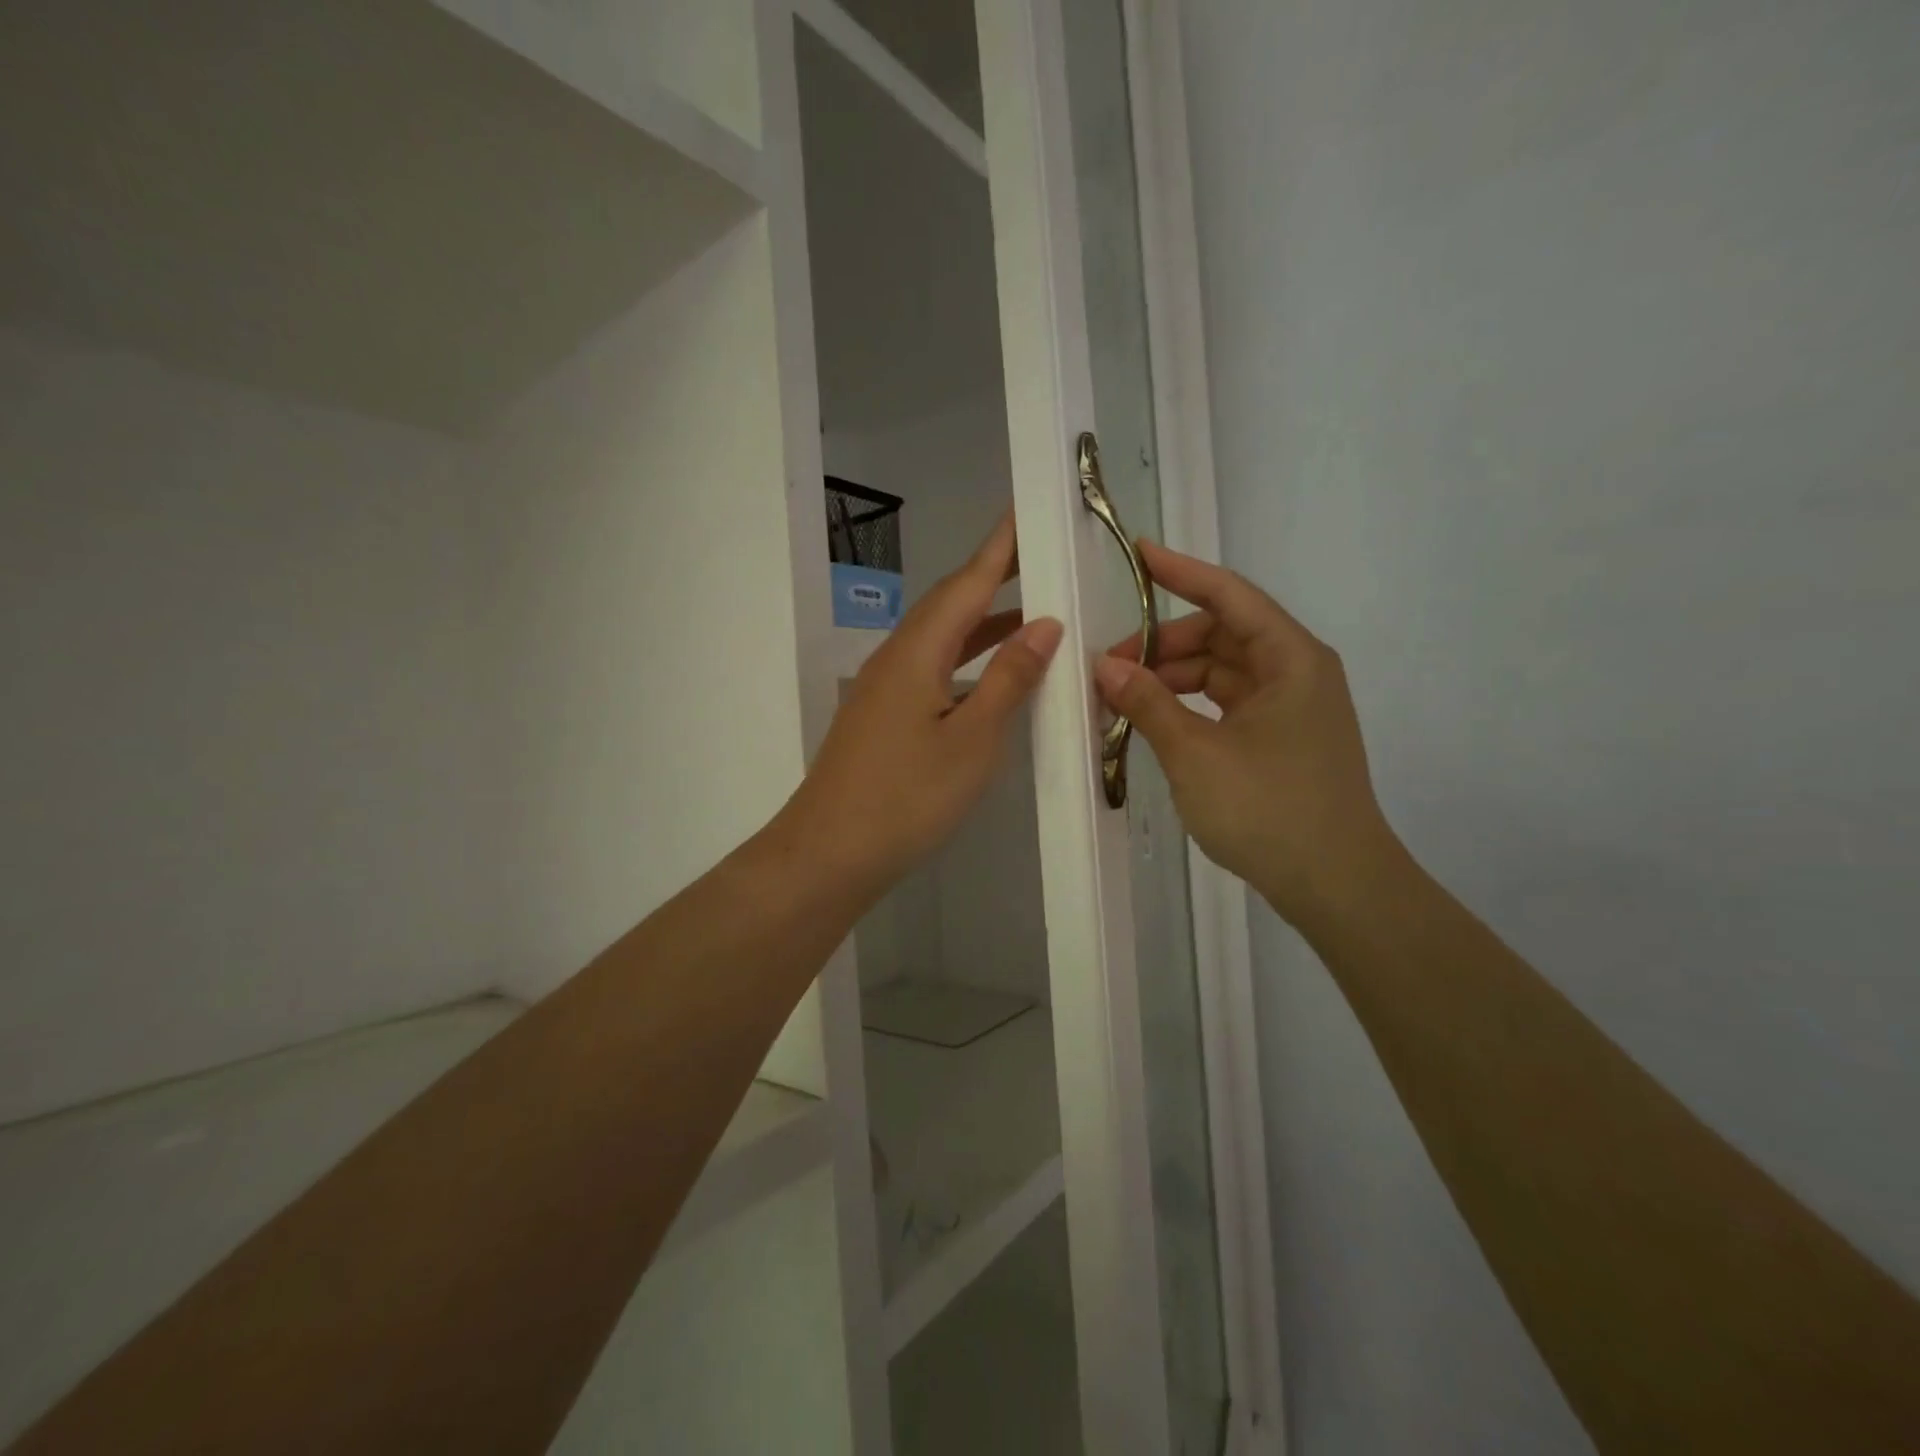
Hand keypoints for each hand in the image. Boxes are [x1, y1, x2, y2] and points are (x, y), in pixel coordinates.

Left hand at [786, 513, 1062, 899]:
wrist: (828, 854)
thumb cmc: (906, 798)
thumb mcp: (972, 740)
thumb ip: (1008, 679)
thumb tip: (1044, 624)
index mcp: (917, 652)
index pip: (966, 583)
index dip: (999, 547)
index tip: (1025, 508)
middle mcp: (896, 659)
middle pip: (948, 604)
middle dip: (992, 577)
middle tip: (1037, 556)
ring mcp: (884, 689)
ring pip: (940, 639)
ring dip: (982, 622)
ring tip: (1030, 613)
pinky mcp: (881, 718)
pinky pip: (931, 670)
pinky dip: (966, 660)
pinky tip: (988, 676)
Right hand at [1094, 540, 1398, 926]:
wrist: (1336, 885)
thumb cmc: (1269, 809)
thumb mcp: (1197, 753)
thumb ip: (1148, 703)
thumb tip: (1106, 665)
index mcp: (1290, 658)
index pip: (1228, 596)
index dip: (1180, 572)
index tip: (1137, 554)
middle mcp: (1296, 671)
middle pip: (1221, 634)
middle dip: (1163, 644)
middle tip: (1109, 666)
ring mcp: (1290, 707)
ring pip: (1221, 671)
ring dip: (1173, 677)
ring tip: (1121, 698)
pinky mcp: (1281, 738)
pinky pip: (1226, 703)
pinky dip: (1190, 705)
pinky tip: (1154, 720)